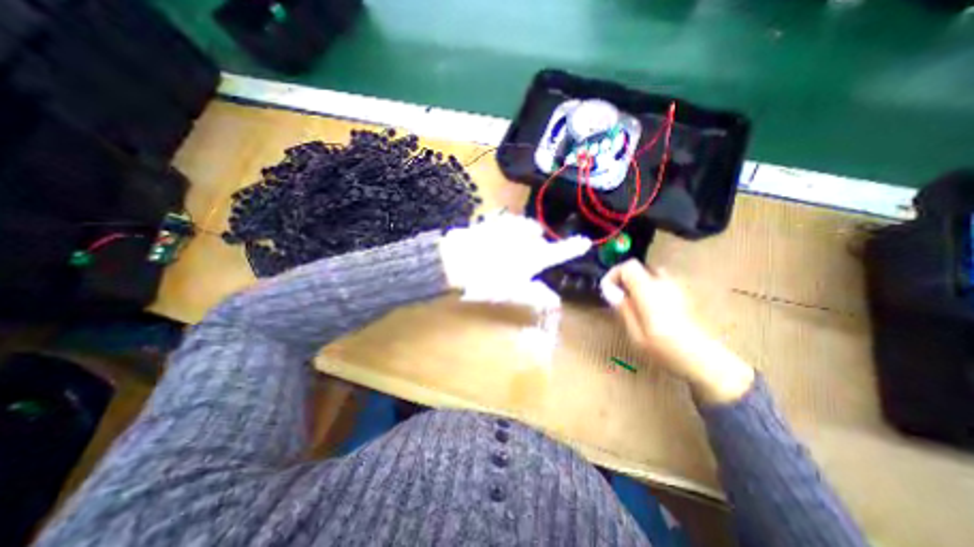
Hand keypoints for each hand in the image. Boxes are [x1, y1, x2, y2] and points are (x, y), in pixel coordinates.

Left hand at [443, 214, 592, 310]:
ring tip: (507, 247)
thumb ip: (535, 295)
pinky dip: (505, 228)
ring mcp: (509, 226)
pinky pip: (505, 221)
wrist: (456, 261)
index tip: (585, 242)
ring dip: (521, 234)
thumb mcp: (513, 293)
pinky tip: (493, 239)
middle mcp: (526, 237)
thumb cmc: (488, 281)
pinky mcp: (493, 220)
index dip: (572, 248)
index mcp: (534, 257)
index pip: (559, 252)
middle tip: (523, 257)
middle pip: (538, 236)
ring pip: (523, 226)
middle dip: (535, 243)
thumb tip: (555, 302)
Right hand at [602, 261, 751, 406]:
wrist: (704, 360)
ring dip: (639, 284)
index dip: (614, 274)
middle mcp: (664, 283)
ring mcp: (678, 288)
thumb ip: (623, 308)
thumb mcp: (636, 333)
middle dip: (625, 279)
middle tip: (619, 298)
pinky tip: (651, 310)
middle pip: (640, 268)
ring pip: (652, 275)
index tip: (607, 291)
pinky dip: (651, 289)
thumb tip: (610, 291)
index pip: (628, 266)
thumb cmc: (665, 348)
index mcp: (649, 290)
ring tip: (634, 304)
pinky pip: (663, 284)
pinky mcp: (685, 296)